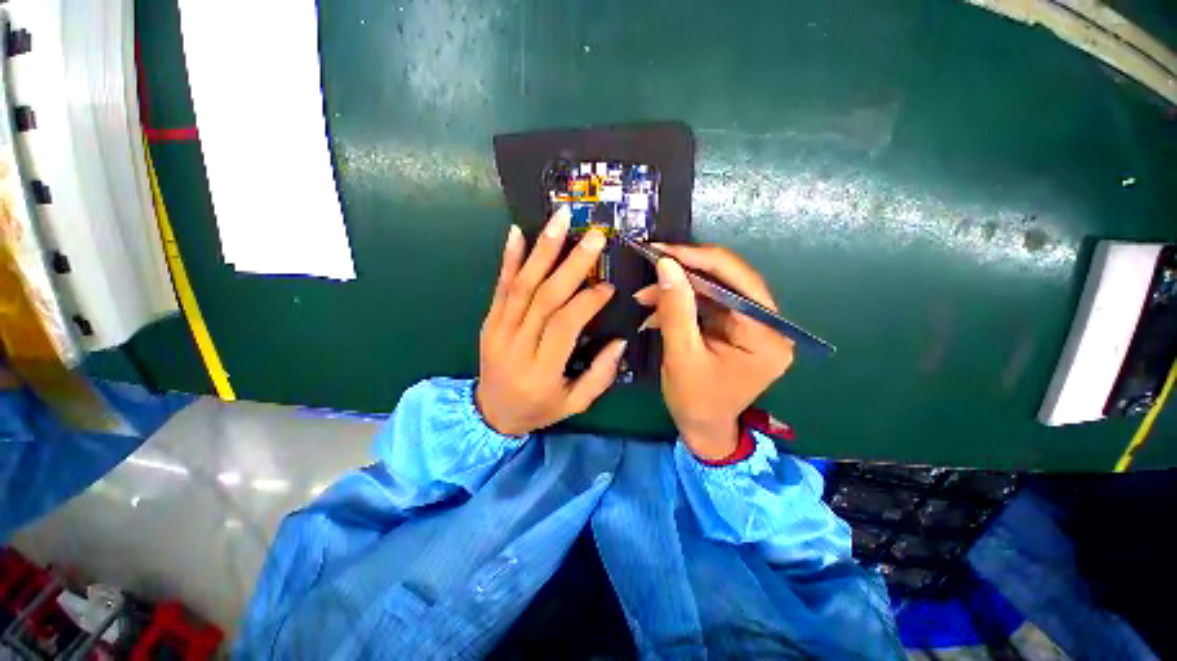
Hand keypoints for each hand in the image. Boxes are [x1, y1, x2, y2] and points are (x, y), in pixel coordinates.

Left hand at [475, 208, 626, 435]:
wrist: (490, 414)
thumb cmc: (537, 410)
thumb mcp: (574, 404)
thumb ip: (600, 375)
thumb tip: (620, 340)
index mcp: (541, 370)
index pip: (565, 324)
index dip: (588, 301)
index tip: (609, 286)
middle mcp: (516, 345)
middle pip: (544, 297)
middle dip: (571, 263)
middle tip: (594, 237)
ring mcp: (497, 330)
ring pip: (521, 285)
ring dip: (542, 250)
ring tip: (560, 220)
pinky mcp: (488, 321)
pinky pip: (499, 287)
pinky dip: (509, 258)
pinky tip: (517, 233)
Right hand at [635, 245, 793, 459]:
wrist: (703, 429)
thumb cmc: (695, 401)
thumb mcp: (681, 356)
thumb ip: (676, 309)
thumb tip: (666, 264)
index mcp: (766, 335)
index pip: (738, 281)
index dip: (699, 260)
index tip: (663, 250)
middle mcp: (768, 325)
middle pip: (728, 282)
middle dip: (685, 275)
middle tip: (652, 264)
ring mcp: (752, 326)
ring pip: (714, 291)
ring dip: (678, 290)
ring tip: (645, 294)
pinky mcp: (736, 329)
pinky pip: (708, 305)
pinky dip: (681, 304)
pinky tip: (656, 307)